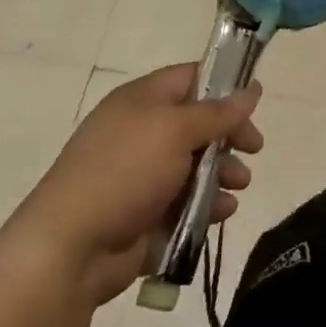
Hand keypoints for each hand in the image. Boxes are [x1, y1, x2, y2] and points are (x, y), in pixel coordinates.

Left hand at [1, 65, 262, 304]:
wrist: (71, 248)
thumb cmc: (124, 173)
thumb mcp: (176, 131)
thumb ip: (218, 112)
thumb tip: (251, 88)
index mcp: (142, 101)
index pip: (191, 78)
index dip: (224, 85)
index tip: (254, 103)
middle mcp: (143, 131)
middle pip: (200, 123)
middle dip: (230, 136)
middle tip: (254, 148)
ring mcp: (144, 174)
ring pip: (198, 165)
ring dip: (225, 173)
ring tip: (238, 185)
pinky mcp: (148, 212)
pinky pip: (189, 201)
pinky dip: (209, 204)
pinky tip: (221, 212)